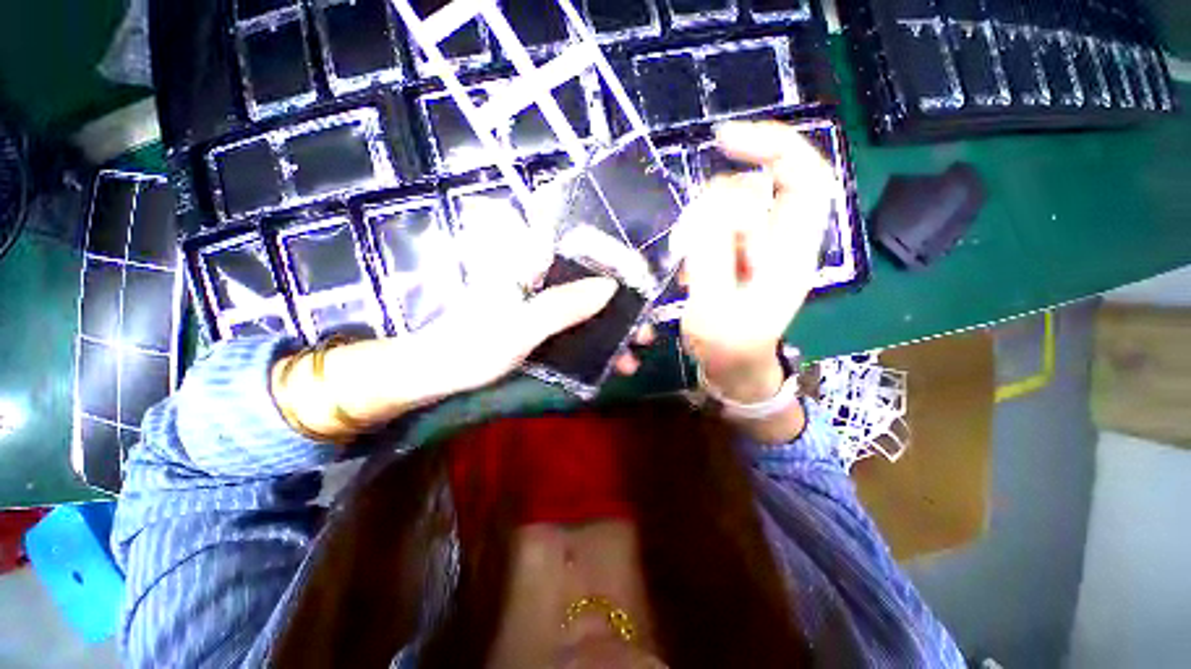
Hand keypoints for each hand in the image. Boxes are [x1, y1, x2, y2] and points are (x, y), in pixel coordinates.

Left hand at [273, 276, 619, 440]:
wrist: (438, 373)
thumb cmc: (472, 346)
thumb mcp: (521, 328)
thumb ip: (563, 306)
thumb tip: (612, 288)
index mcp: (530, 262)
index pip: (583, 248)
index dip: (618, 262)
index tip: (643, 285)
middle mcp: (541, 275)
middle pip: (593, 281)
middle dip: (623, 306)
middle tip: (645, 331)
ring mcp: (543, 300)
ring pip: (589, 305)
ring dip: (613, 329)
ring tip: (634, 355)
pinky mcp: (542, 321)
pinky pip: (577, 324)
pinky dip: (596, 341)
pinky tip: (613, 360)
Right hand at [674, 121, 834, 400]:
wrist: (733, 370)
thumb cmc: (729, 348)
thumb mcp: (714, 306)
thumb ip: (712, 254)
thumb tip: (712, 205)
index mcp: (790, 251)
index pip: (804, 177)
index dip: (773, 146)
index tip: (724, 139)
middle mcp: (779, 241)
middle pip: (754, 189)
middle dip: (713, 206)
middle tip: (688, 243)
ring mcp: (756, 249)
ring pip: (727, 209)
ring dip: (698, 229)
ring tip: (688, 268)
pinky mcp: (737, 256)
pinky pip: (714, 229)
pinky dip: (695, 242)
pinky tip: (689, 272)